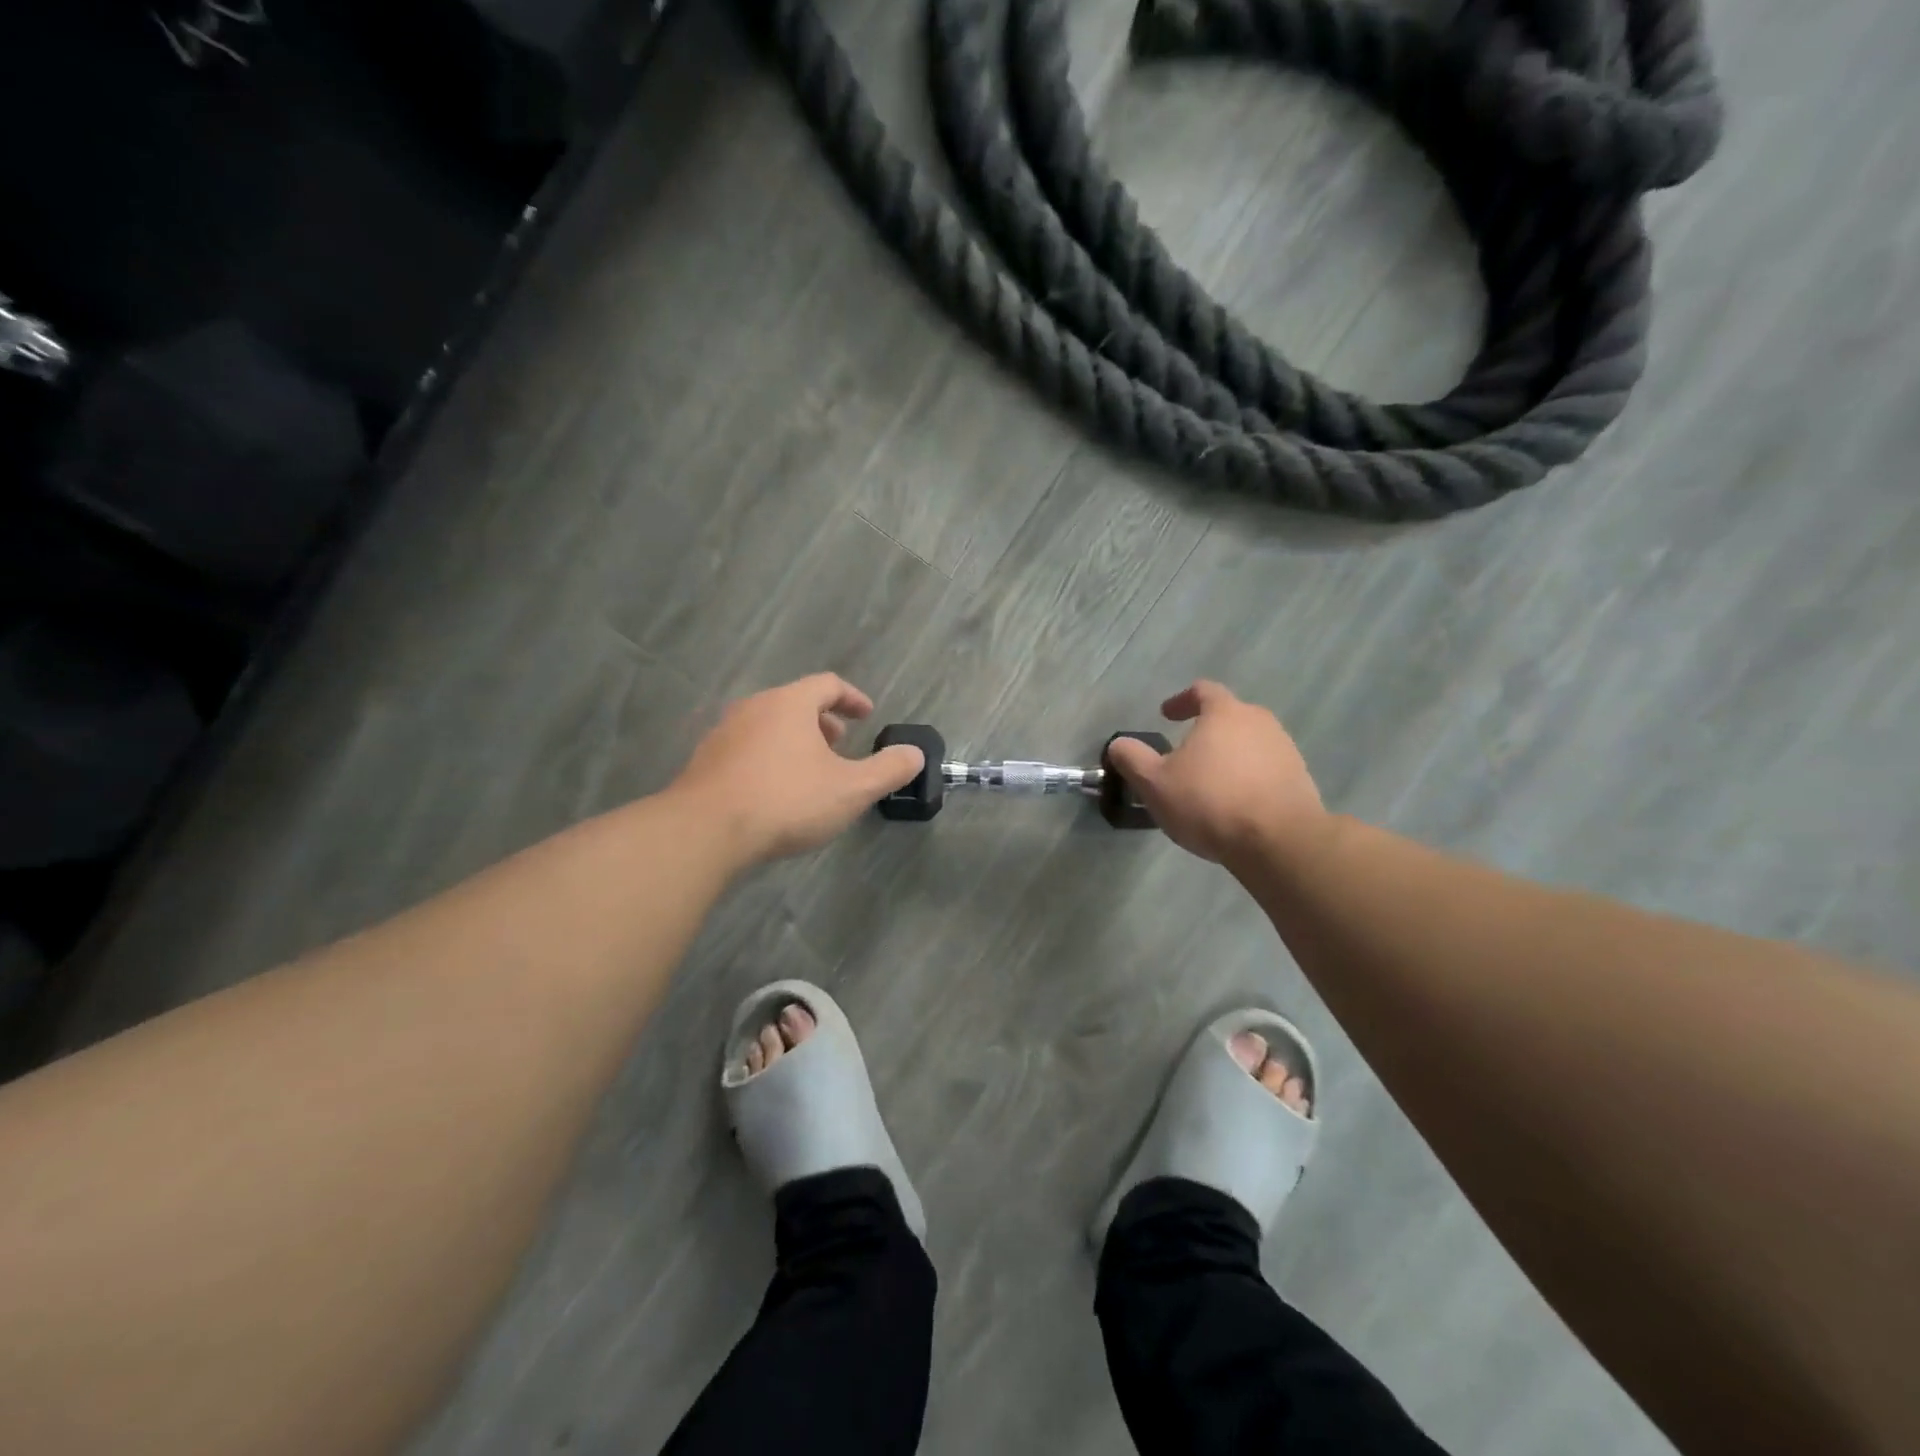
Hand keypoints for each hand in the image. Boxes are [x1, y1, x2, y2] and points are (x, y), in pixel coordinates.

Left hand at [668, 674, 924, 865]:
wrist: (705, 832)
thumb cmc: (786, 800)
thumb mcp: (851, 789)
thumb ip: (888, 770)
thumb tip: (915, 754)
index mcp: (789, 703)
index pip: (827, 684)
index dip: (852, 698)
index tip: (867, 715)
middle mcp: (753, 708)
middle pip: (794, 703)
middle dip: (823, 721)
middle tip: (841, 745)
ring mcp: (723, 734)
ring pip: (767, 726)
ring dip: (794, 741)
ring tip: (810, 771)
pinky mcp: (704, 763)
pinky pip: (746, 750)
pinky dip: (768, 759)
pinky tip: (774, 792)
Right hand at [1106, 681, 1328, 868]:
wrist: (1279, 842)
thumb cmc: (1209, 802)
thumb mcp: (1155, 783)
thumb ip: (1132, 758)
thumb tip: (1119, 745)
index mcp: (1225, 713)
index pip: (1203, 691)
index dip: (1181, 700)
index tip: (1166, 715)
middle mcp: (1260, 722)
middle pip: (1229, 716)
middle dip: (1206, 730)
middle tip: (1185, 753)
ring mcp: (1285, 750)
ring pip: (1249, 743)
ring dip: (1228, 756)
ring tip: (1209, 782)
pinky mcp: (1300, 779)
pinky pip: (1266, 769)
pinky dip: (1248, 777)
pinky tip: (1235, 803)